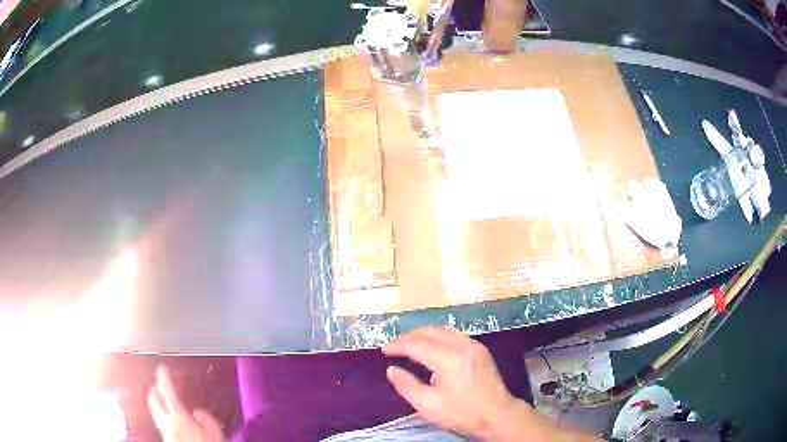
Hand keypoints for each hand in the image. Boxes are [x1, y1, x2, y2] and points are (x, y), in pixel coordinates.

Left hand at [148, 366, 224, 441]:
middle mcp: (167, 420)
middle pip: (153, 397)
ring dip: (155, 400)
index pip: (167, 389)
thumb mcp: (214, 431)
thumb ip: (207, 418)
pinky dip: (159, 413)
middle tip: (158, 382)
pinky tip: (165, 416)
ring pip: (153, 408)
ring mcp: (163, 428)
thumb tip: (199, 412)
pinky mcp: (163, 435)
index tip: (162, 367)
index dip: (164, 376)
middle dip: (154, 388)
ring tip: (159, 396)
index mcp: (178, 414)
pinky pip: (157, 419)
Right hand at [382, 327, 529, 438]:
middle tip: (394, 347)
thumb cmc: (461, 413)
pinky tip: (432, 347)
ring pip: (443, 330)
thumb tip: (391, 370)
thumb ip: (406, 385)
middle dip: (409, 337)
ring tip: (409, 345)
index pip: (417, 344)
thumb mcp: (428, 405)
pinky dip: (438, 337)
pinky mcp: (480, 350)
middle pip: (430, 332)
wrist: (497, 416)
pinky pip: (454, 335)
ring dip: (424, 335)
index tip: (384, 350)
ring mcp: (474, 346)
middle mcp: (462, 346)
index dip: (398, 345)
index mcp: (449, 359)